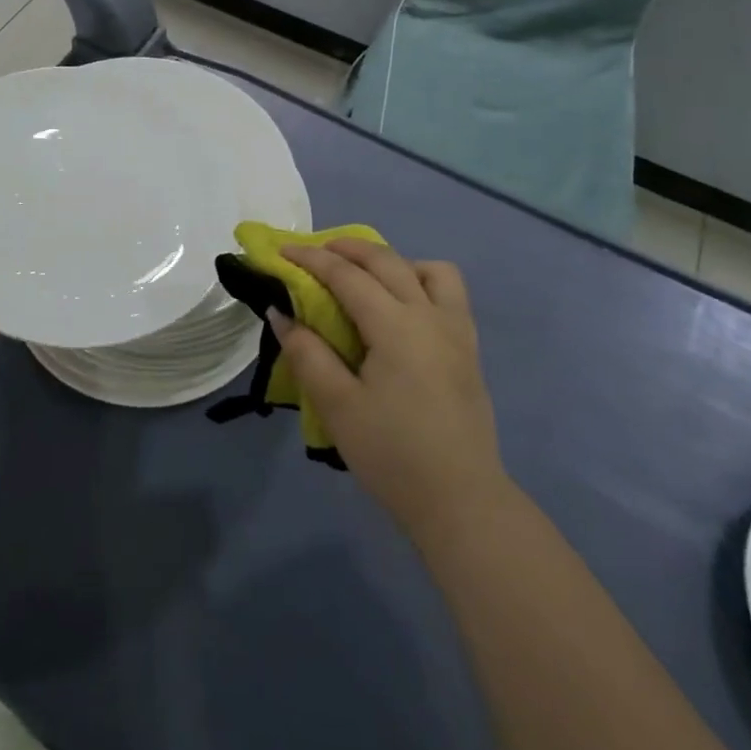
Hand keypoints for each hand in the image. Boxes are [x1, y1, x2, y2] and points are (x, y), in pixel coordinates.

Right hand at [273, 240, 506, 543]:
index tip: (281, 249)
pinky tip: (403, 310)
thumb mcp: (337, 405)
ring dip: (394, 262)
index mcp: (396, 325)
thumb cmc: (392, 454)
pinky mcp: (469, 350)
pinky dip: (421, 282)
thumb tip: (281, 312)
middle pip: (387, 260)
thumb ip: (306, 353)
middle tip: (315, 252)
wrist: (461, 501)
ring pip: (430, 269)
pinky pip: (449, 294)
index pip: (347, 275)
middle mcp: (430, 315)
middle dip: (347, 248)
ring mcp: (457, 331)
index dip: (311, 258)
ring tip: (368, 279)